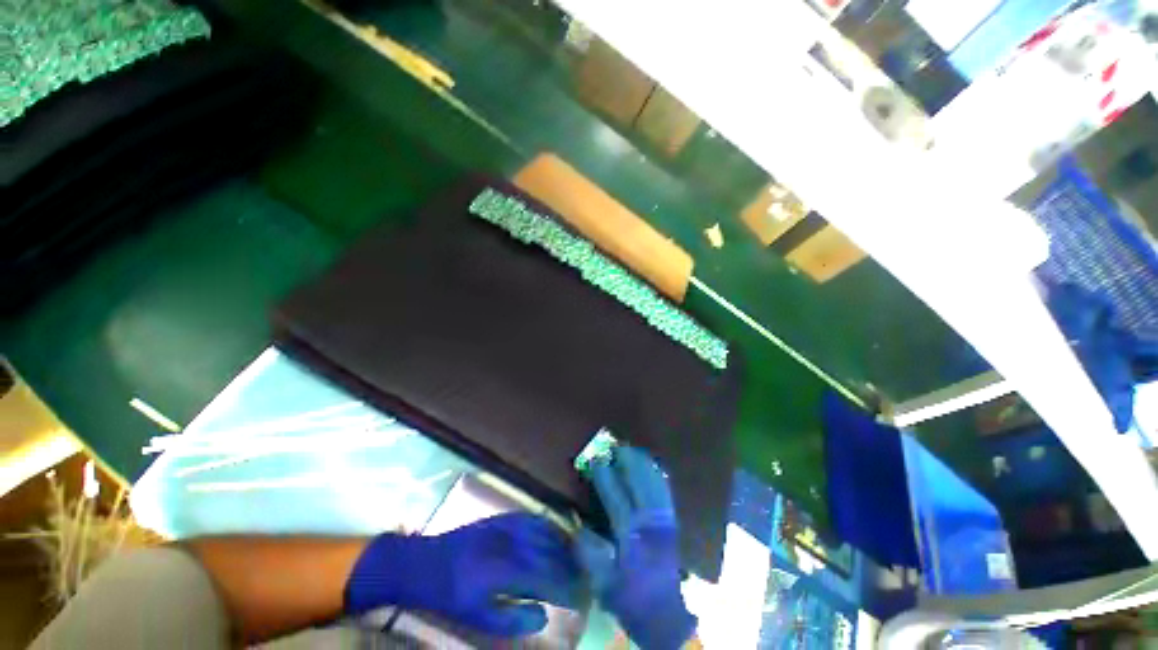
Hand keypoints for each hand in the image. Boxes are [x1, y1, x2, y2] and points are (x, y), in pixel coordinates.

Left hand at [345, 512, 580, 635]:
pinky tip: (555, 533)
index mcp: (502, 571)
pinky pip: (531, 518)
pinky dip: (548, 525)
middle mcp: (509, 543)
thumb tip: (545, 614)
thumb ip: (511, 617)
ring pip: (544, 531)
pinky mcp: (501, 517)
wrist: (422, 562)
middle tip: (584, 578)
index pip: (545, 578)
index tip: (580, 597)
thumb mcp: (475, 616)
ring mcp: (506, 526)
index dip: (566, 587)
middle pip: (549, 552)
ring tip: (576, 556)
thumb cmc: (448, 595)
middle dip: (570, 566)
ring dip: (563, 543)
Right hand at [577, 447, 696, 649]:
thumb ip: (588, 552)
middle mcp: (649, 523)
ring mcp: (664, 520)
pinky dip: (658, 475)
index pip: (616, 497)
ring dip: (643, 464)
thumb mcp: (602, 583)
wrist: (665, 615)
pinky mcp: (673, 522)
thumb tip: (578, 523)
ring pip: (654, 483)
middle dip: (627, 462)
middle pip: (639, 483)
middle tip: (615, 446)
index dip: (606, 477)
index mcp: (631, 537)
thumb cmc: (630, 598)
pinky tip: (652, 465)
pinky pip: (666, 491)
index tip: (596, 460)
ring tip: (631, 449)